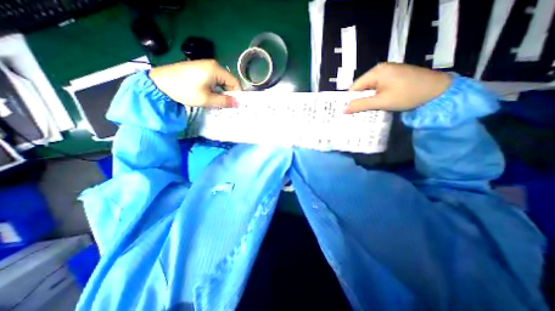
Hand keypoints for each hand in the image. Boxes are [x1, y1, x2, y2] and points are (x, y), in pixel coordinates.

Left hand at [148, 59, 241, 107]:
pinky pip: (213, 80)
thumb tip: (238, 104)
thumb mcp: (207, 99)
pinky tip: (211, 96)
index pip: (235, 82)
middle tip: (227, 106)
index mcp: (216, 69)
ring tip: (219, 103)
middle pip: (228, 81)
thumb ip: (224, 101)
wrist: (159, 83)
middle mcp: (213, 65)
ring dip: (222, 92)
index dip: (237, 94)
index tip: (236, 105)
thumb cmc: (185, 90)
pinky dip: (215, 89)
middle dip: (229, 94)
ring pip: (221, 82)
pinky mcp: (199, 69)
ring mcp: (205, 66)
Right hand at [345, 62, 449, 112]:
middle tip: (355, 114)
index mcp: (376, 72)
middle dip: (359, 101)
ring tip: (365, 112)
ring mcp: (388, 73)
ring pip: (369, 89)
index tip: (348, 112)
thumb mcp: (382, 101)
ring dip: (367, 100)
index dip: (350, 100)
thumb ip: (361, 105)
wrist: (440, 91)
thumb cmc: (409, 95)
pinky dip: (375, 98)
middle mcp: (380, 70)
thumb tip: (343, 110)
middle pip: (362, 88)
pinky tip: (376, 105)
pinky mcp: (393, 78)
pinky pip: (378, 88)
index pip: (355, 87)